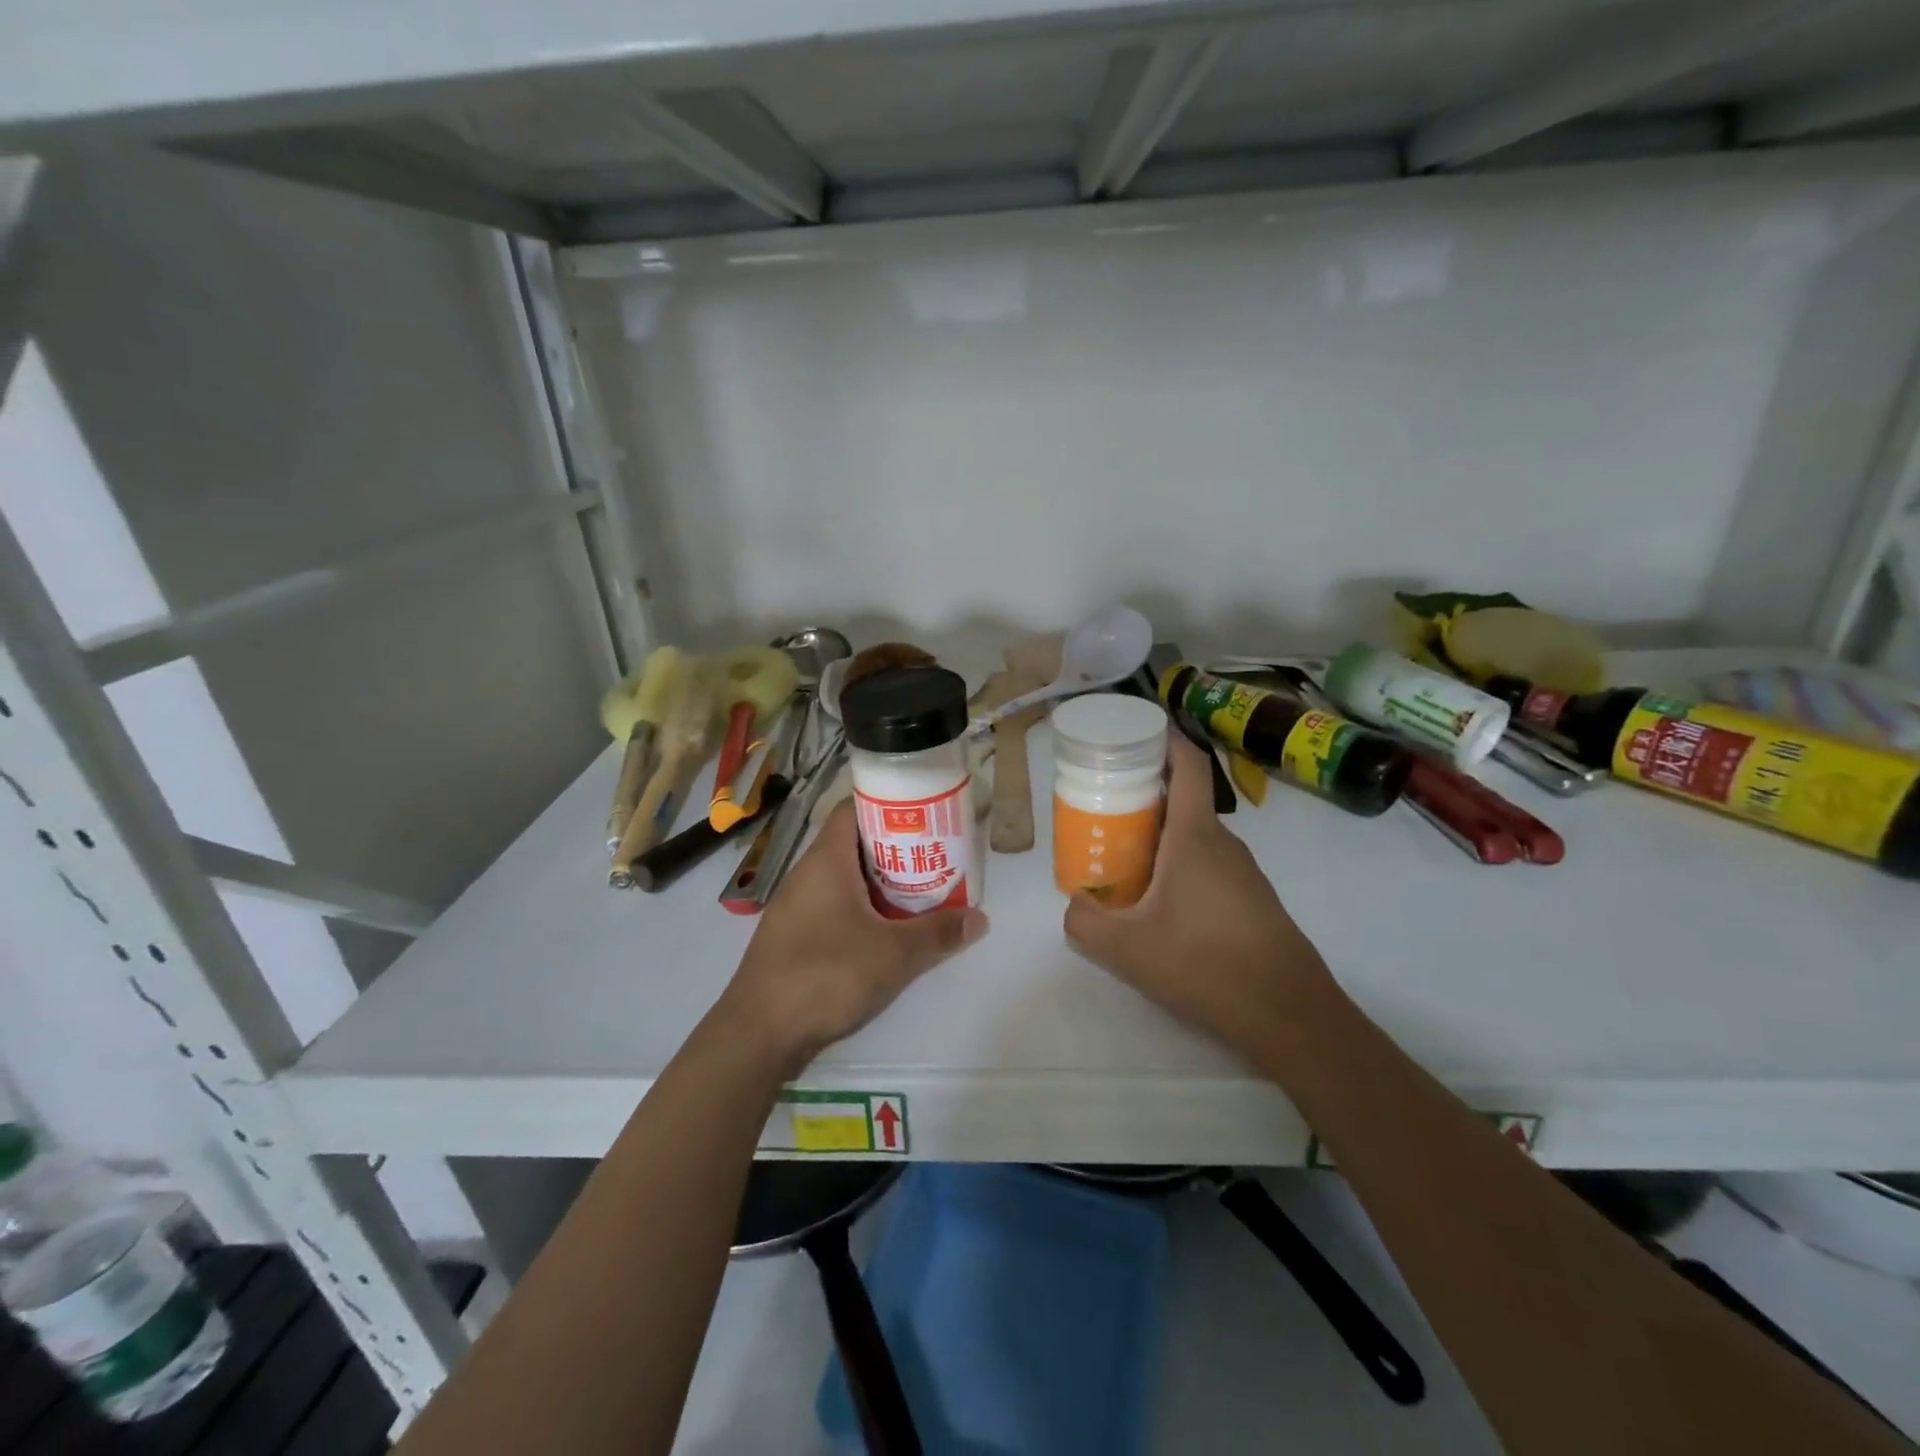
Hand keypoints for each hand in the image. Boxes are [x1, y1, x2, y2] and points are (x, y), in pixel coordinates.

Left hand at [720, 800, 988, 1073]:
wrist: (759, 1034)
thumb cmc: (826, 975)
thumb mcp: (893, 954)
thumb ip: (938, 933)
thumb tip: (980, 918)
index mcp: (826, 860)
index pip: (854, 808)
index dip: (889, 804)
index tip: (925, 813)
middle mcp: (807, 874)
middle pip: (854, 843)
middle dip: (895, 847)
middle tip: (935, 855)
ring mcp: (797, 906)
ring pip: (846, 878)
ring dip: (880, 882)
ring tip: (921, 891)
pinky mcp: (795, 936)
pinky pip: (835, 905)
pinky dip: (863, 908)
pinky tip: (887, 930)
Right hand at [1064, 734, 1345, 1064]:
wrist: (1290, 1014)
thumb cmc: (1205, 965)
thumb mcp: (1126, 949)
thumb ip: (1085, 922)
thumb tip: (1073, 904)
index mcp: (1195, 837)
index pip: (1188, 765)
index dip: (1164, 739)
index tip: (1133, 735)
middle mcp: (1223, 843)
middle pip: (1184, 800)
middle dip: (1144, 794)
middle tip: (1104, 806)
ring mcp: (1244, 871)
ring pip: (1195, 836)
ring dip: (1161, 835)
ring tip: (1123, 855)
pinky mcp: (1253, 898)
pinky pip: (1209, 864)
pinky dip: (1180, 864)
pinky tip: (1160, 902)